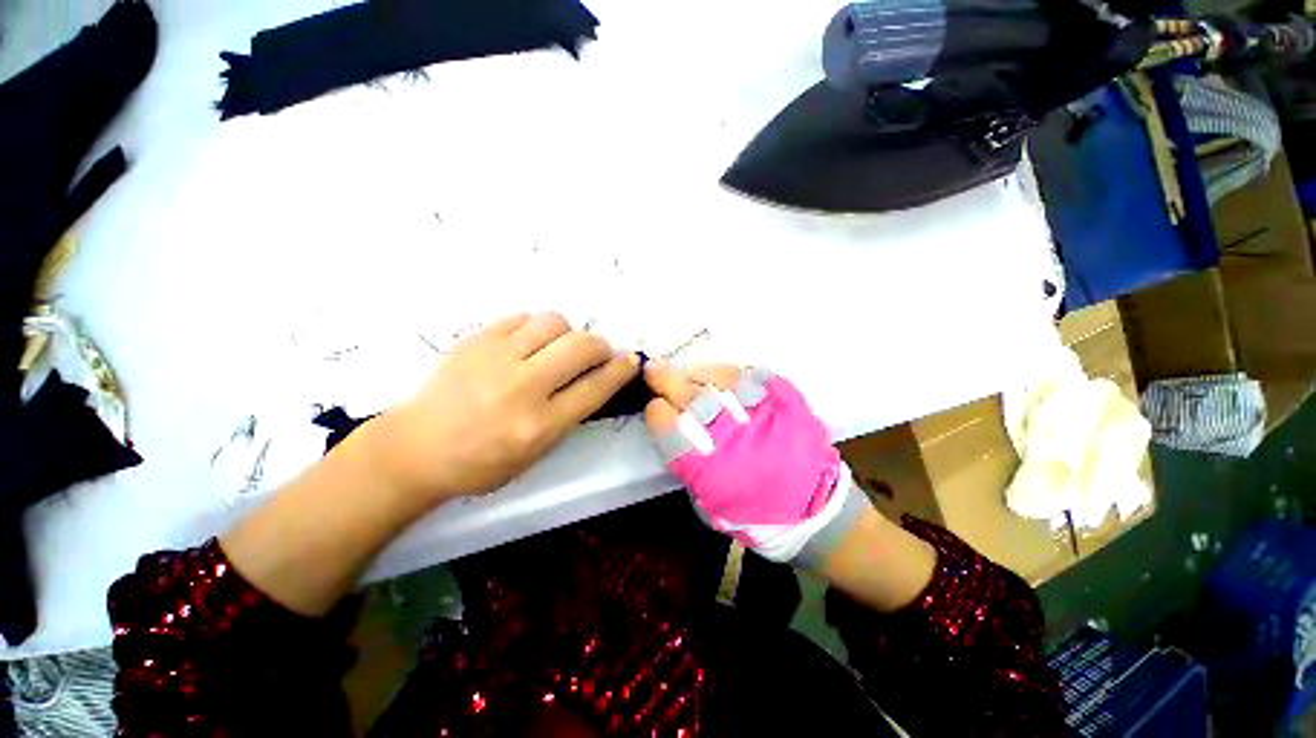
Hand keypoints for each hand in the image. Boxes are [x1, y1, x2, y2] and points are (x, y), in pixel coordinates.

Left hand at [366, 312, 638, 504]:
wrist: (415, 449)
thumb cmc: (481, 462)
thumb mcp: (536, 453)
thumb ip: (569, 415)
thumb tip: (596, 380)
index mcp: (539, 425)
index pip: (596, 387)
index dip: (621, 370)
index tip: (631, 361)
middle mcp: (523, 387)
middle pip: (582, 346)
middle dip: (600, 346)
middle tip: (595, 354)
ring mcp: (496, 358)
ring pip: (555, 322)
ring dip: (567, 333)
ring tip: (557, 348)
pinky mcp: (476, 339)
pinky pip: (522, 317)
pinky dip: (536, 328)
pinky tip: (528, 343)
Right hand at [641, 362, 864, 565]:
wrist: (814, 511)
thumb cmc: (755, 514)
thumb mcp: (709, 503)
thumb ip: (689, 466)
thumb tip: (676, 430)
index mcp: (708, 468)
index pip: (670, 430)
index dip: (657, 413)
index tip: (654, 406)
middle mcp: (731, 437)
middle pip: (691, 398)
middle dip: (667, 380)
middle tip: (655, 369)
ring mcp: (759, 415)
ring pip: (721, 380)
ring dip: (698, 372)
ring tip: (689, 371)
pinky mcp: (785, 402)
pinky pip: (754, 375)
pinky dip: (733, 372)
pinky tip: (723, 374)